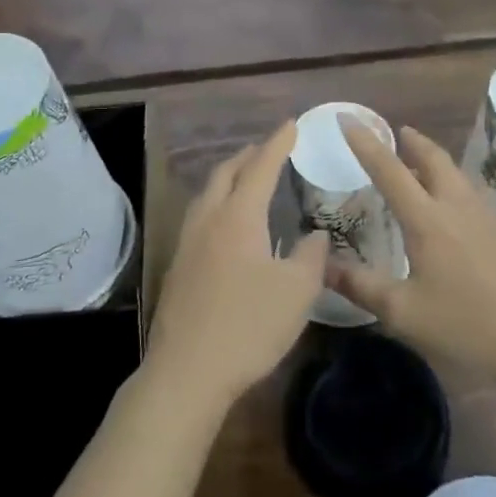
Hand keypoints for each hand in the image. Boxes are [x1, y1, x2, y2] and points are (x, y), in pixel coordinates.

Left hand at [145, 121, 325, 409]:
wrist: (187, 371)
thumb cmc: (248, 326)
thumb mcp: (297, 292)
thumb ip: (311, 256)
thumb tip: (316, 235)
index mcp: (238, 216)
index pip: (261, 167)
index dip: (278, 143)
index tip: (292, 124)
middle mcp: (209, 219)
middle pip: (227, 172)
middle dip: (249, 155)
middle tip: (269, 148)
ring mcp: (188, 241)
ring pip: (208, 193)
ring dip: (229, 177)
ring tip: (247, 179)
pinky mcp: (178, 265)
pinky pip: (201, 215)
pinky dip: (218, 202)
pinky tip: (227, 223)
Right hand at [331, 120, 495, 390]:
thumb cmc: (470, 327)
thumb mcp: (405, 314)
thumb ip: (362, 286)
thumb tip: (323, 264)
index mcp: (428, 220)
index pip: (388, 170)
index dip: (365, 143)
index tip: (348, 119)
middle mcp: (459, 208)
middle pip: (434, 159)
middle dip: (413, 142)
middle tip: (399, 133)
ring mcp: (493, 219)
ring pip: (459, 179)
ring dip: (438, 166)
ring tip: (424, 171)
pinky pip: (479, 202)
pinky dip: (460, 196)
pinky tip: (462, 222)